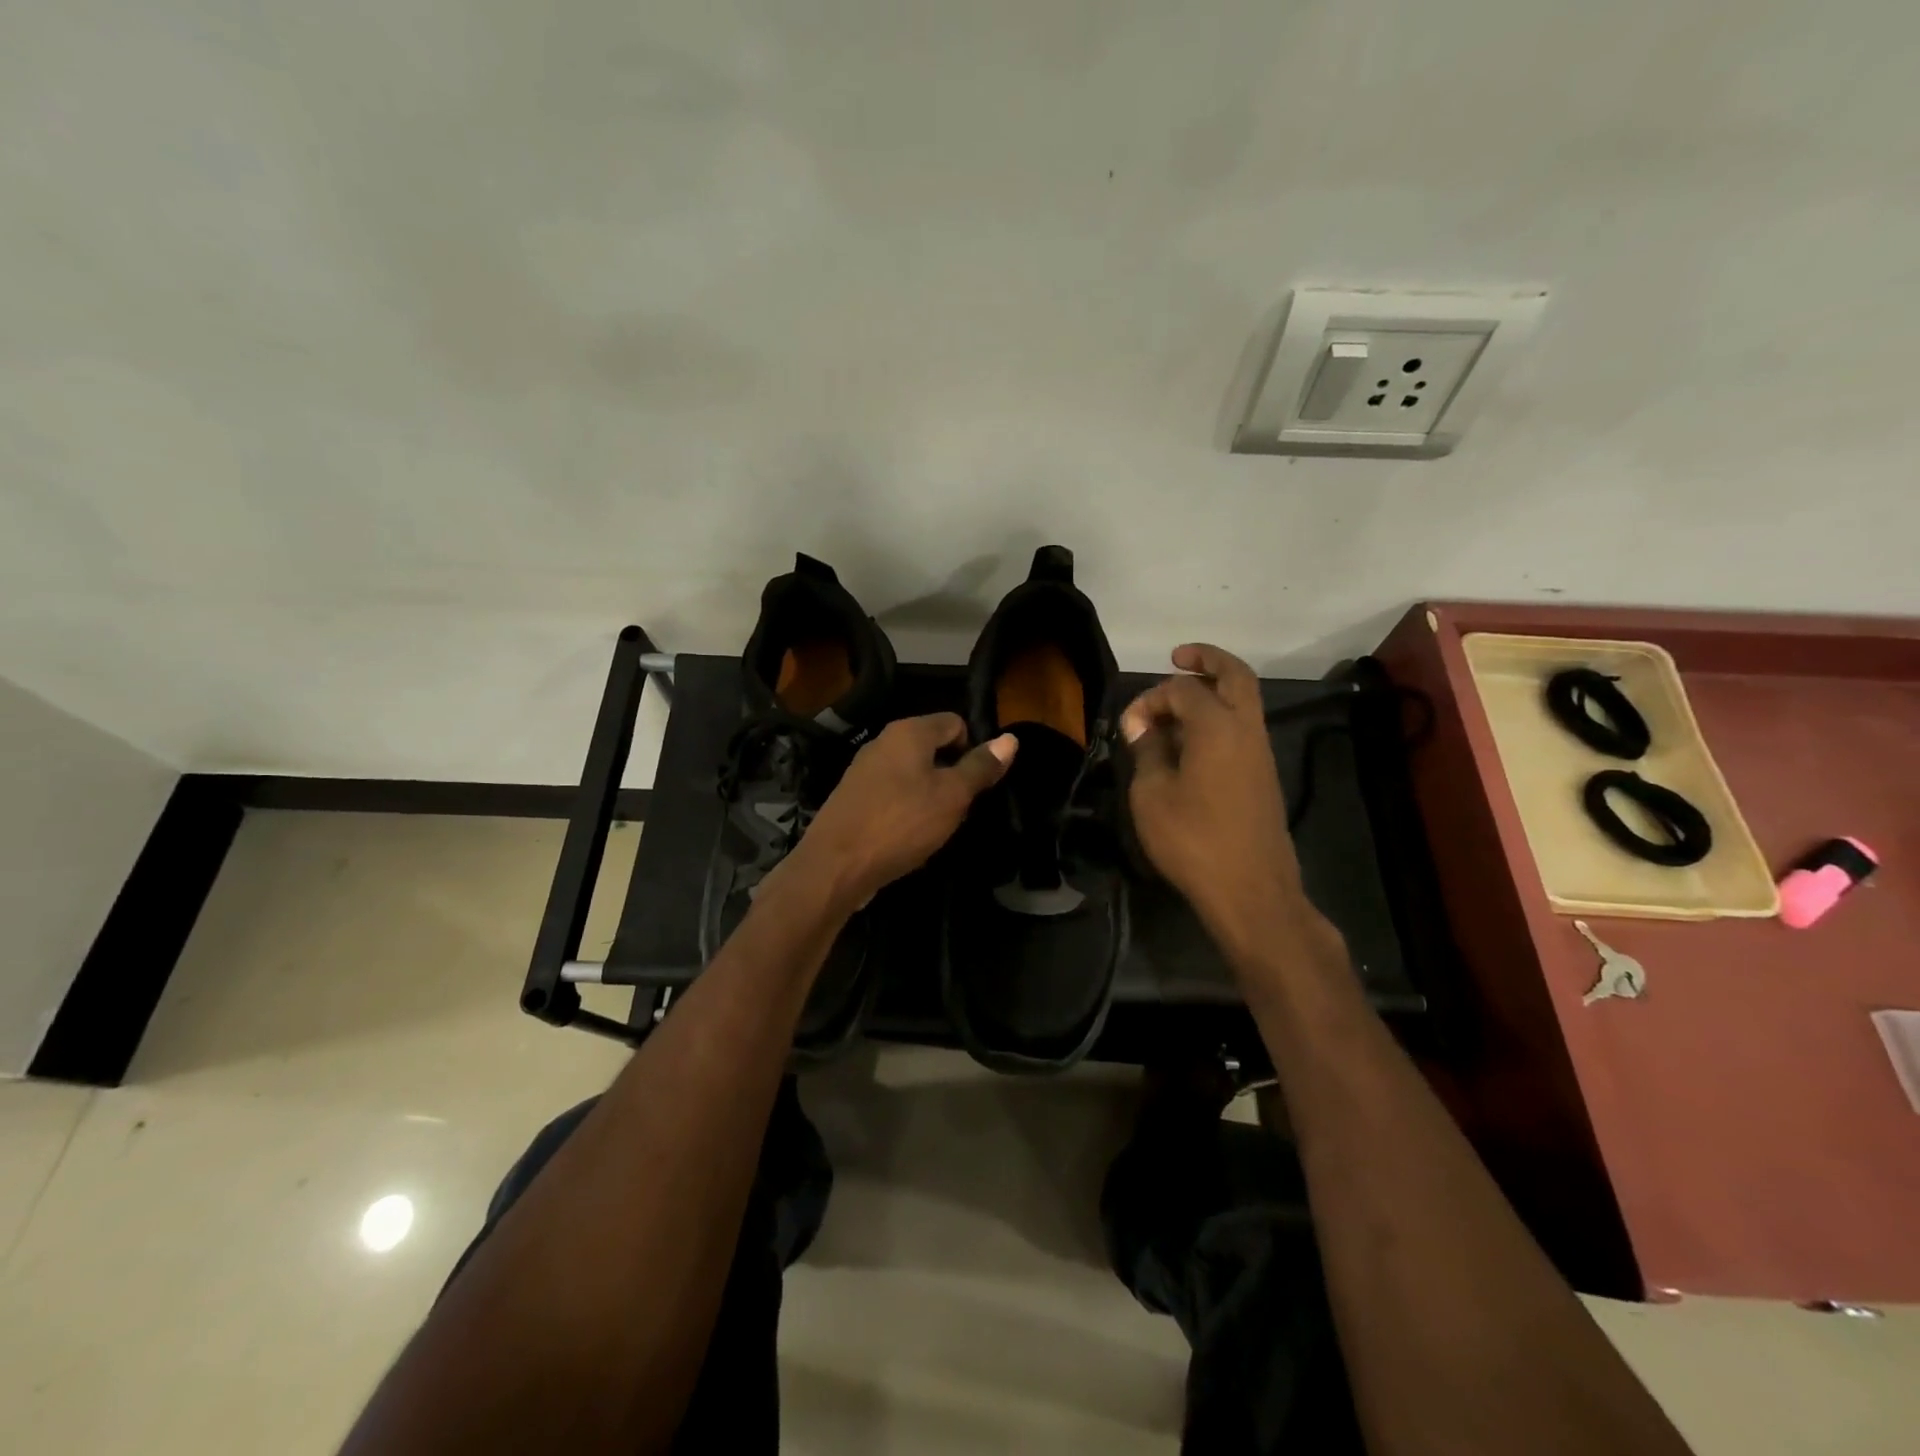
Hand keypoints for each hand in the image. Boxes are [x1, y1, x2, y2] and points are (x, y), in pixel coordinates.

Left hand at [788, 714, 1016, 910]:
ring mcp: (864, 770)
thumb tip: (1010, 739)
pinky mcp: (853, 798)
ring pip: (912, 774)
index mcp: (908, 732)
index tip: (976, 785)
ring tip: (935, 827)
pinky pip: (892, 795)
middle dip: (951, 776)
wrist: (835, 866)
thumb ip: (980, 767)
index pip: (955, 722)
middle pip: (932, 748)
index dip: (973, 750)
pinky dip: (906, 811)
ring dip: (929, 797)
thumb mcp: (952, 796)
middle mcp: (883, 742)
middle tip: (959, 810)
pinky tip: (908, 838)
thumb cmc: (901, 824)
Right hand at [1121, 644, 1315, 957]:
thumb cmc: (1194, 839)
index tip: (1128, 726)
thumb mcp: (1152, 795)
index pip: (1182, 689)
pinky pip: (1242, 729)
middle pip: (1235, 676)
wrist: (1251, 890)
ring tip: (1176, 704)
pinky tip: (1190, 741)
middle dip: (1207, 660)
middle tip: (1178, 656)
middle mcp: (1247, 729)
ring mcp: (1260, 753)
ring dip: (1214, 691)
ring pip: (1244, 702)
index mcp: (1218, 726)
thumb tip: (1142, 727)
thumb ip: (1147, 752)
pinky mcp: (1263, 776)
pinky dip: (1219, 718)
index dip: (1150, 698)